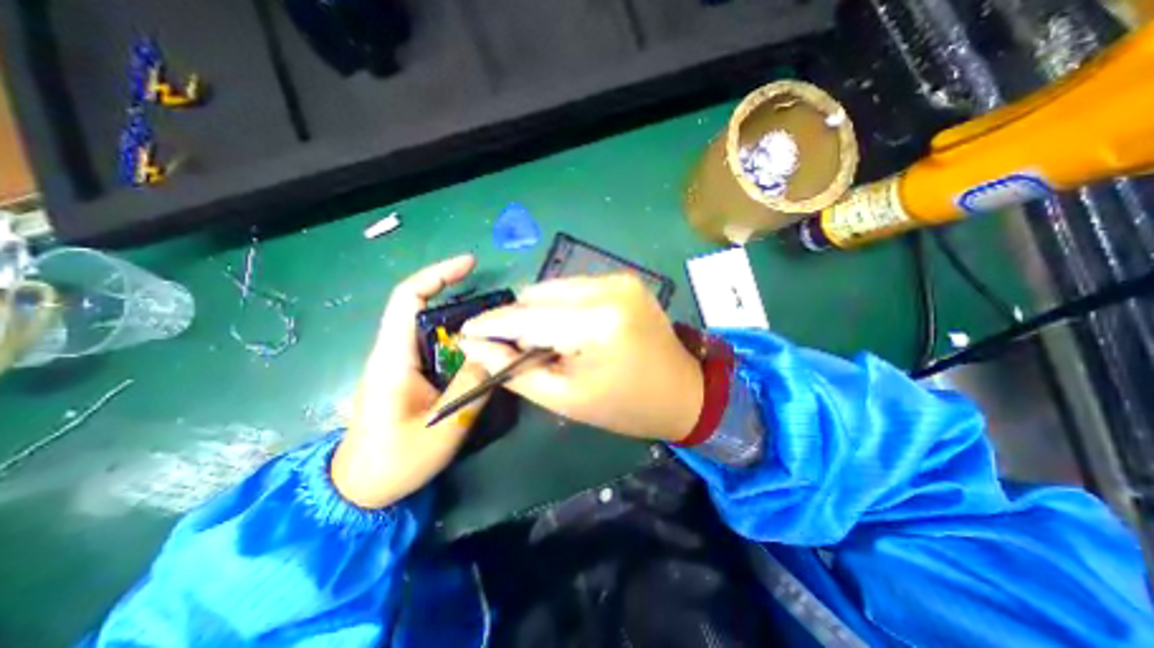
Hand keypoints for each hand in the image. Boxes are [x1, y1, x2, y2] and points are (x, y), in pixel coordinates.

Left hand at [335, 256, 496, 507]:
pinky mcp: (409, 373)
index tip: (471, 264)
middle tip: (500, 307)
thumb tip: (494, 351)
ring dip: (465, 321)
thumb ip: (470, 386)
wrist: (360, 489)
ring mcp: (400, 362)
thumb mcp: (442, 426)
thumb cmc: (394, 461)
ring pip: (434, 327)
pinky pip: (437, 346)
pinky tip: (482, 351)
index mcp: (393, 357)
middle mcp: (394, 351)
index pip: (408, 298)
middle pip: (425, 307)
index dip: (438, 274)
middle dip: (462, 298)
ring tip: (498, 328)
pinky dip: (461, 341)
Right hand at [460, 272, 703, 443]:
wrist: (683, 392)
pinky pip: (576, 287)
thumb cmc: (624, 405)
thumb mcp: (564, 397)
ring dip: (541, 312)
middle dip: (519, 321)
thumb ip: (514, 369)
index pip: (526, 316)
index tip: (466, 331)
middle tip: (518, 348)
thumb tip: (473, 345)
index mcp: (596, 323)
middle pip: (538, 294)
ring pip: (555, 287)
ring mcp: (620, 279)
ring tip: (549, 342)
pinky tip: (570, 329)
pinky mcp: (625, 279)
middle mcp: (608, 288)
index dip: (491, 323)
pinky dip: (562, 306)